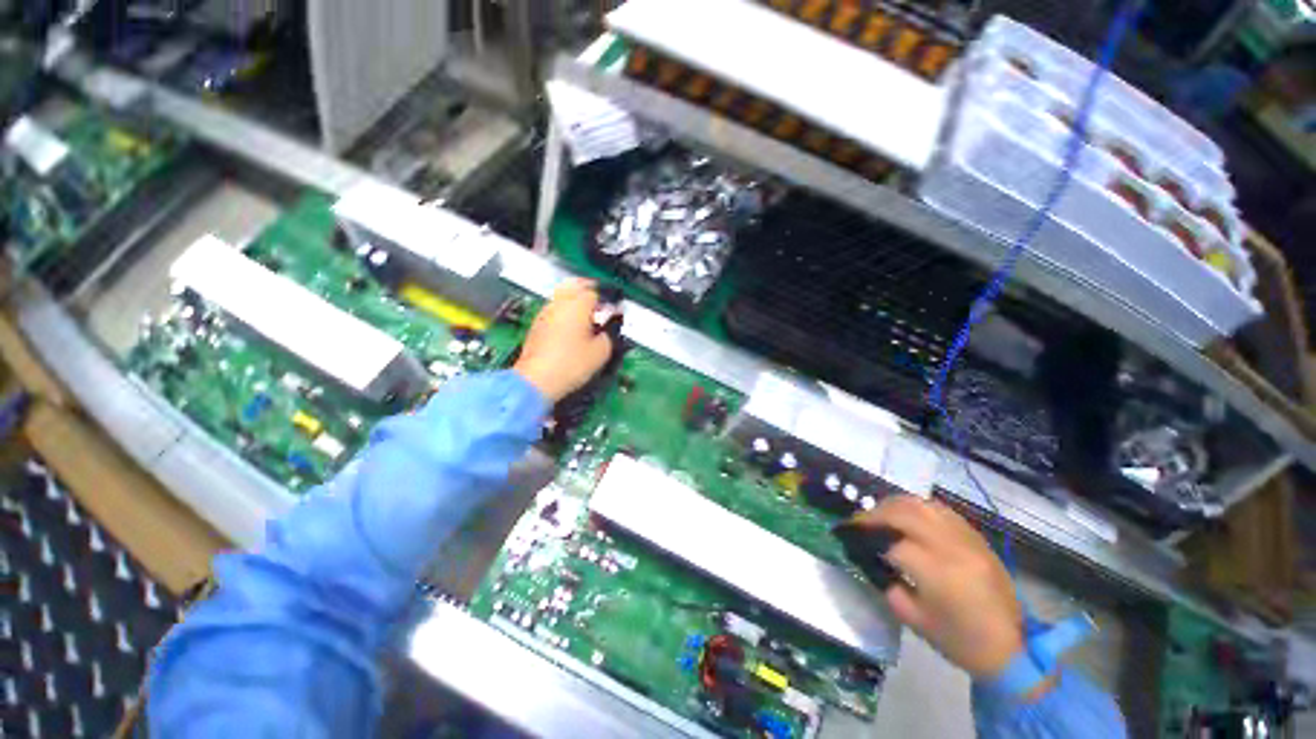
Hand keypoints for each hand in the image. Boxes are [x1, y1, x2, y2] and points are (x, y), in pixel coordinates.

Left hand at [513, 279, 614, 401]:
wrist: (536, 380)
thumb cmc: (569, 364)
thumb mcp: (601, 352)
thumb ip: (610, 333)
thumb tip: (611, 327)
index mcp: (577, 305)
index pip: (596, 292)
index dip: (608, 300)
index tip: (615, 310)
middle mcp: (559, 303)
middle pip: (575, 284)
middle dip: (590, 289)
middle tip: (601, 301)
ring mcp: (545, 313)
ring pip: (562, 295)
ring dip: (576, 298)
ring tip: (588, 313)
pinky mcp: (537, 325)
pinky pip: (554, 309)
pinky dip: (565, 310)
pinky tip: (572, 325)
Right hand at [853, 497, 1022, 677]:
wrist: (1010, 648)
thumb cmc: (957, 640)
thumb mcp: (912, 619)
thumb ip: (885, 583)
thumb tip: (866, 556)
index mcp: (937, 573)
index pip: (889, 540)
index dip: (862, 534)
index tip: (845, 533)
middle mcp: (952, 547)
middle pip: (904, 513)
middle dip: (874, 514)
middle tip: (858, 521)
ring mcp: (967, 538)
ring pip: (921, 505)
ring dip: (893, 505)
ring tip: (879, 515)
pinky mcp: (976, 537)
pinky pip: (939, 509)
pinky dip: (916, 507)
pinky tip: (906, 516)